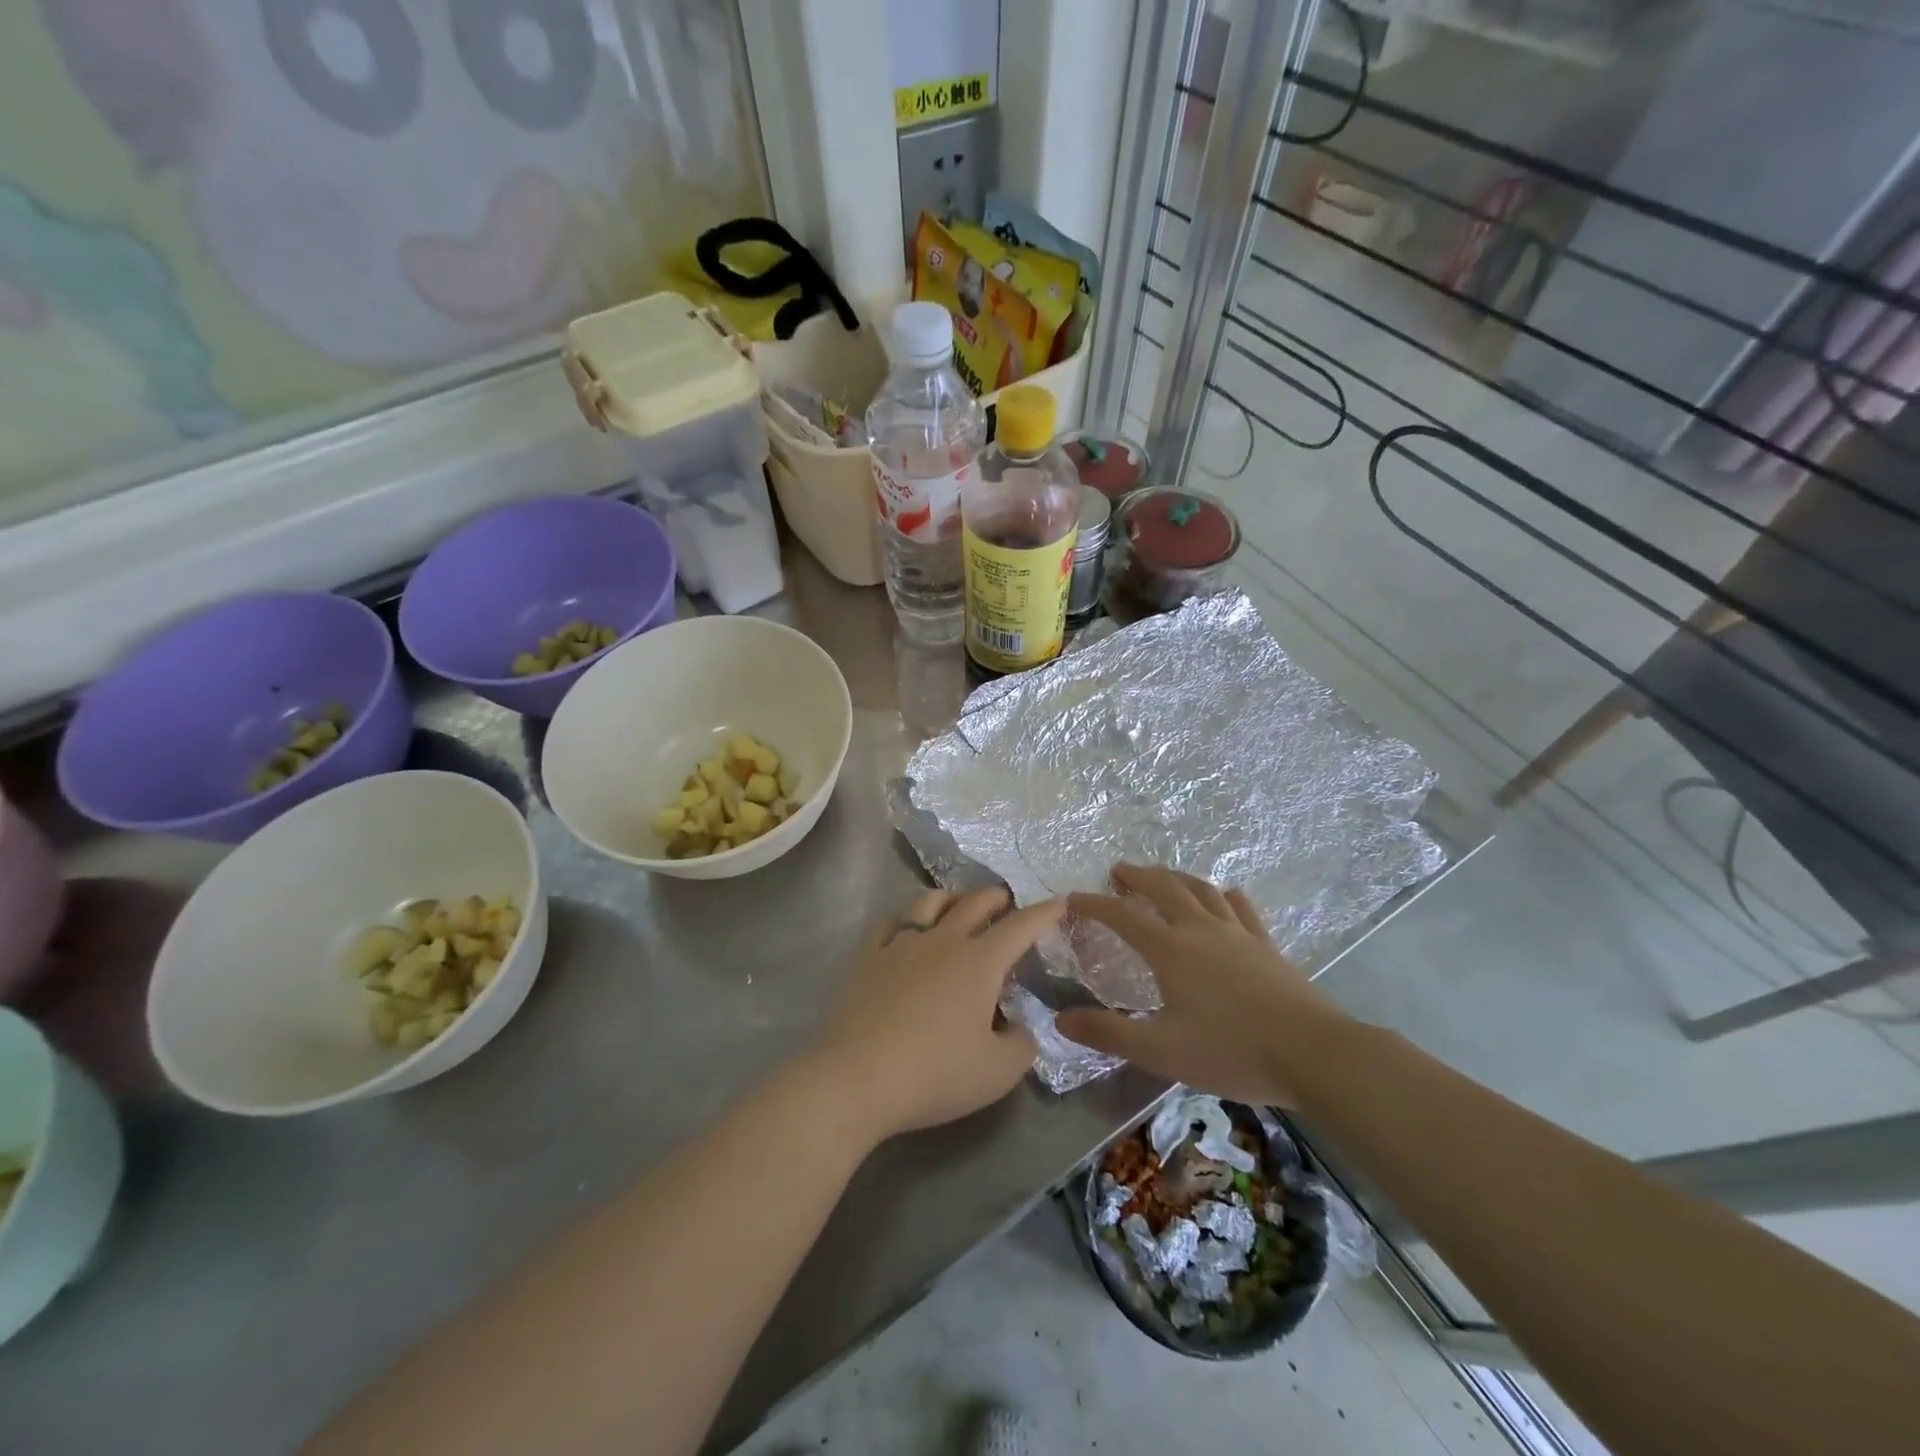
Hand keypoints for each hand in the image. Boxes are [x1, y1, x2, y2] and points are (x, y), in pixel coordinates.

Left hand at [813, 887, 1055, 1140]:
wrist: (857, 1077)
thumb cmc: (935, 1073)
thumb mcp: (997, 1072)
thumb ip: (1021, 1045)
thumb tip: (1020, 1027)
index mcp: (979, 962)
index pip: (1020, 927)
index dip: (1043, 913)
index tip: (1058, 902)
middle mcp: (942, 941)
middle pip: (974, 903)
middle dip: (997, 898)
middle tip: (1006, 904)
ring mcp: (901, 945)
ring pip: (929, 902)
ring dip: (952, 897)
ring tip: (958, 905)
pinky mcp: (867, 957)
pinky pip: (890, 922)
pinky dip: (906, 916)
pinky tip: (906, 925)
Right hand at [1057, 864, 1347, 1106]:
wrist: (1313, 1052)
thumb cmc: (1231, 1050)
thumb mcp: (1161, 1050)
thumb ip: (1109, 1034)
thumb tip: (1061, 1020)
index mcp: (1170, 950)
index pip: (1123, 916)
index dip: (1096, 905)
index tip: (1075, 898)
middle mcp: (1200, 930)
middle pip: (1164, 888)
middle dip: (1137, 876)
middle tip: (1119, 871)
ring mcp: (1237, 934)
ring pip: (1201, 890)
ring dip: (1176, 878)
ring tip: (1163, 876)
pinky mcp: (1266, 945)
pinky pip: (1241, 908)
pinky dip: (1225, 896)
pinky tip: (1225, 895)